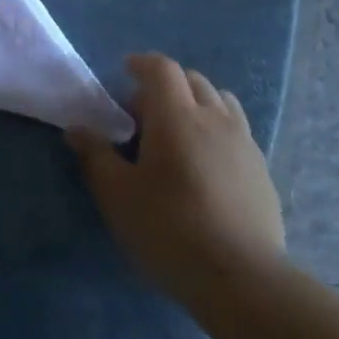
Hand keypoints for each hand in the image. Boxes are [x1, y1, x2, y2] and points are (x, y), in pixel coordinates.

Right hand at [68, 53, 285, 302]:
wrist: (240, 275)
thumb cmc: (168, 229)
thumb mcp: (118, 195)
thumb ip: (96, 156)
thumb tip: (77, 128)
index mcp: (177, 117)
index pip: (162, 69)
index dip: (142, 63)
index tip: (126, 69)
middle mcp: (215, 118)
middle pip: (193, 80)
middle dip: (166, 85)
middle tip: (142, 113)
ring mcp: (244, 142)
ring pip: (220, 101)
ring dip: (196, 102)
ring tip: (177, 132)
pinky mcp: (261, 168)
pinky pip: (236, 129)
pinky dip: (216, 128)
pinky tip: (204, 163)